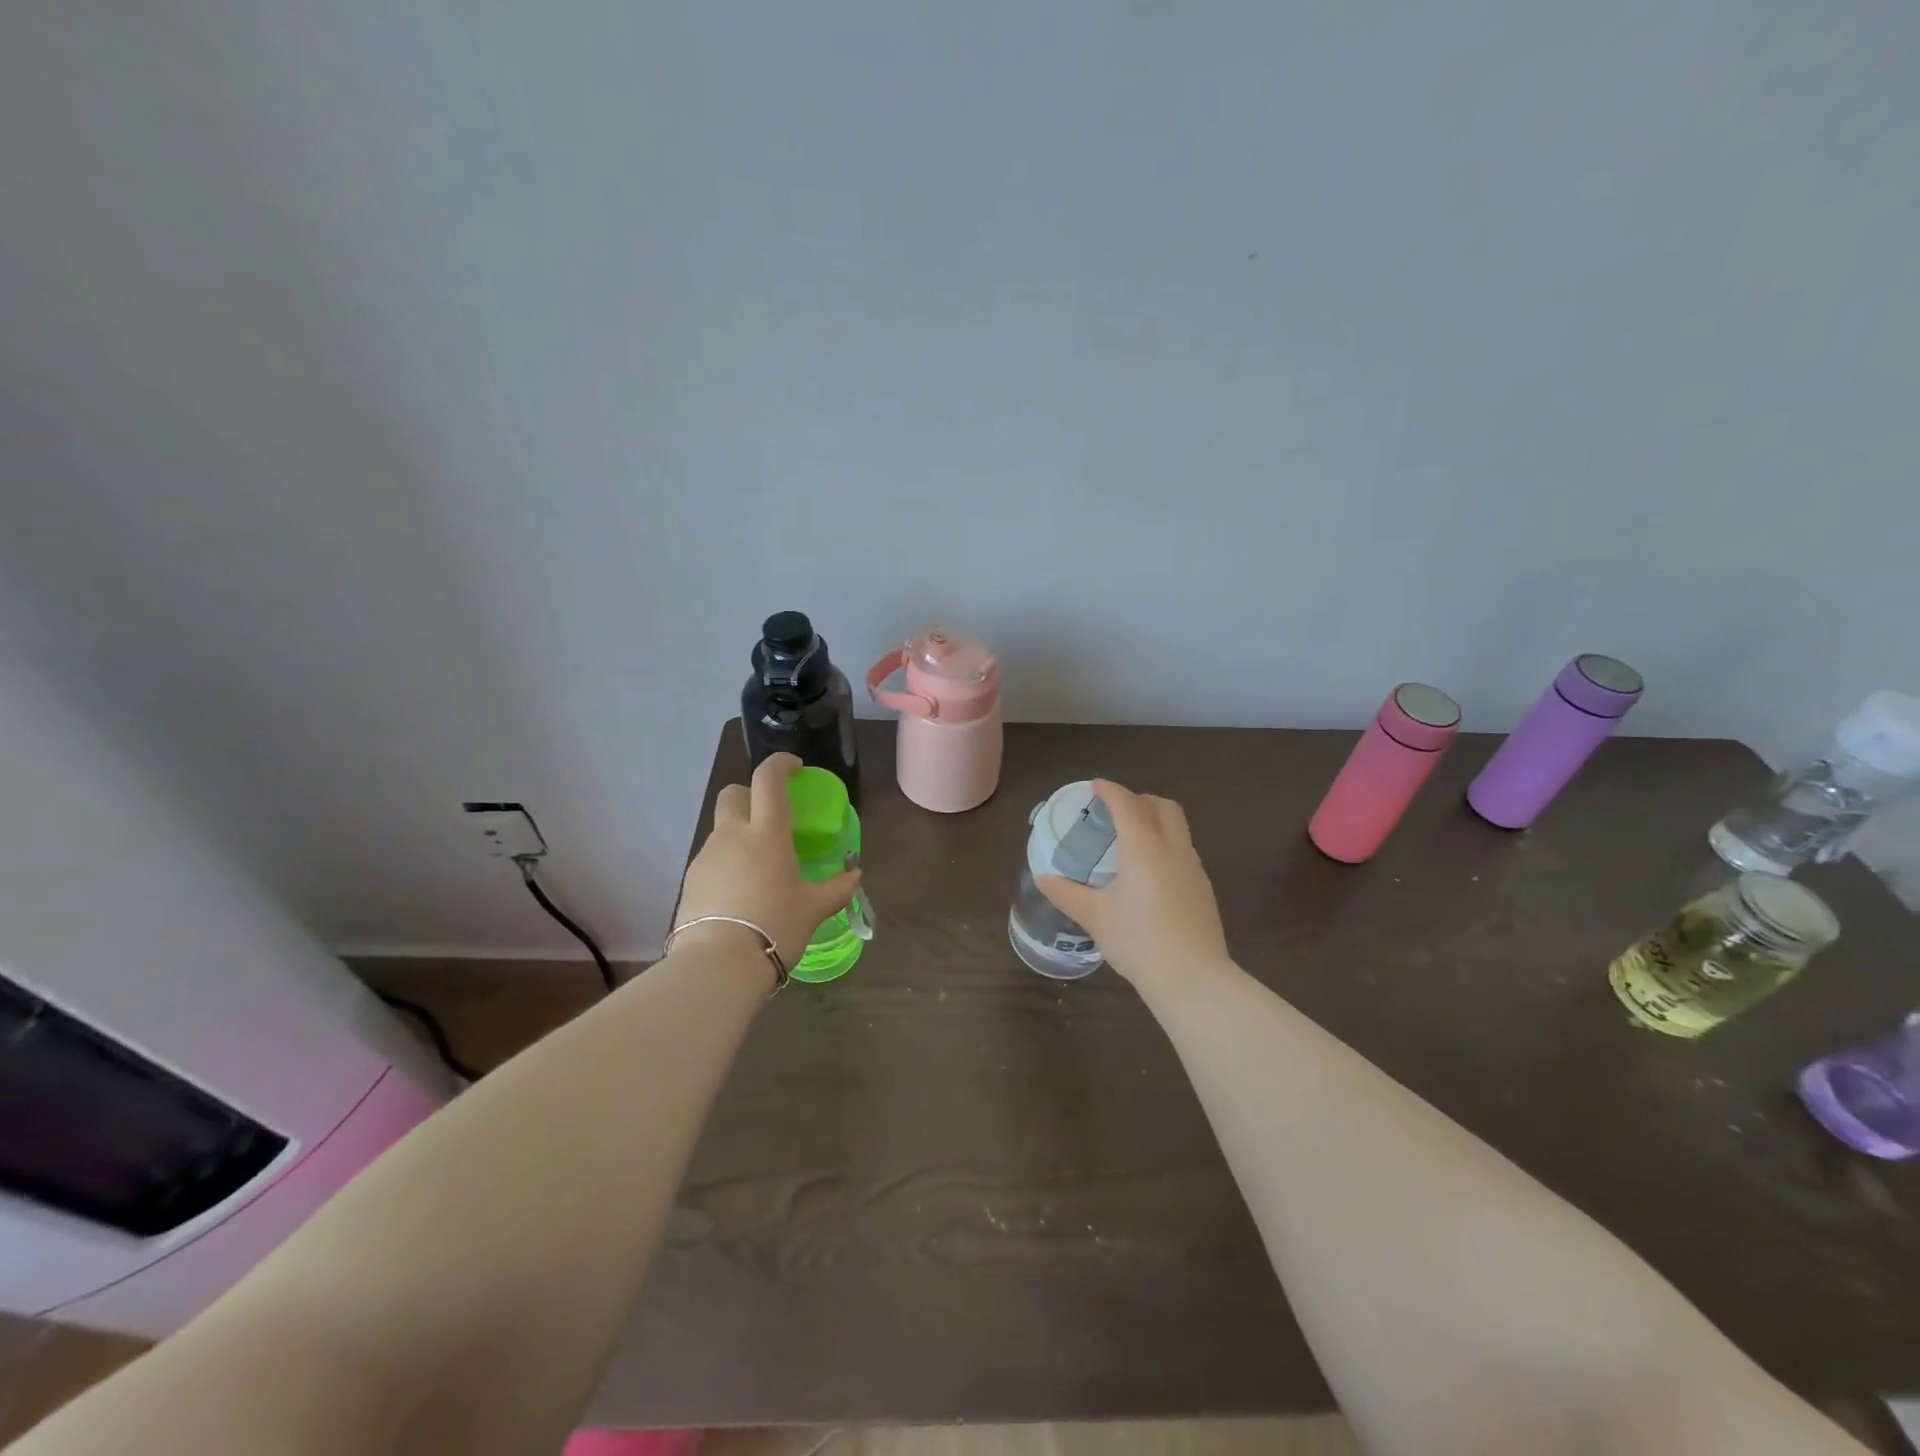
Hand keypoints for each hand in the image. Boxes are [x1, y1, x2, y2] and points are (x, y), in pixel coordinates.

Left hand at [674, 754, 860, 976]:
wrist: (718, 965)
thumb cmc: (775, 927)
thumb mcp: (813, 910)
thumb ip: (836, 889)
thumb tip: (854, 877)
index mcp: (767, 834)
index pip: (768, 779)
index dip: (780, 765)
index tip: (795, 769)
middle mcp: (732, 836)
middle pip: (732, 794)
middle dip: (749, 795)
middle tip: (770, 818)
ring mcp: (706, 857)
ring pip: (721, 830)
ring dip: (739, 835)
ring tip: (759, 869)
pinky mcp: (690, 881)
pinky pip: (711, 859)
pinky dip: (727, 863)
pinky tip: (739, 893)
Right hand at [1037, 780, 1231, 994]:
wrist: (1193, 979)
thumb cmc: (1138, 941)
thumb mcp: (1094, 916)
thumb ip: (1066, 893)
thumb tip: (1043, 878)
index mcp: (1145, 848)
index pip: (1127, 804)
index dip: (1110, 790)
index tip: (1095, 786)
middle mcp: (1174, 850)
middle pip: (1163, 806)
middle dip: (1139, 799)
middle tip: (1115, 811)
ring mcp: (1194, 869)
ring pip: (1178, 828)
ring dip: (1155, 821)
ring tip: (1129, 841)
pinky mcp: (1203, 889)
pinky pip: (1183, 851)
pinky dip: (1164, 845)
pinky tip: (1148, 874)